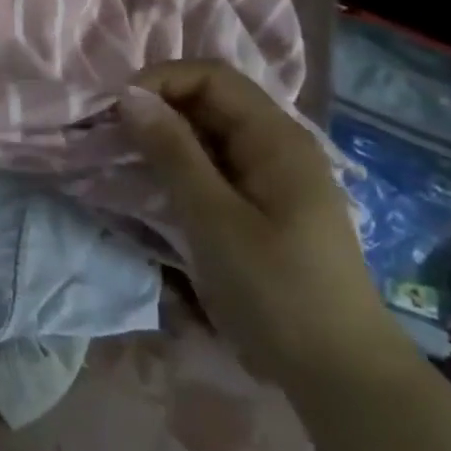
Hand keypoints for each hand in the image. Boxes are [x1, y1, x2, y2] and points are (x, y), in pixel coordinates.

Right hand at [122, 60, 409, 392]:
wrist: (339, 373)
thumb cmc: (277, 291)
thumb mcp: (214, 218)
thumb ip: (171, 152)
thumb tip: (127, 95)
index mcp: (276, 138)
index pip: (210, 76)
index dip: (159, 81)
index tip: (115, 112)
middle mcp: (276, 145)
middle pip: (208, 100)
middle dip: (156, 108)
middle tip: (111, 137)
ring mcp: (270, 175)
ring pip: (206, 132)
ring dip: (163, 137)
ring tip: (123, 159)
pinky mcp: (260, 203)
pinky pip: (212, 163)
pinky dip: (178, 164)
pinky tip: (153, 185)